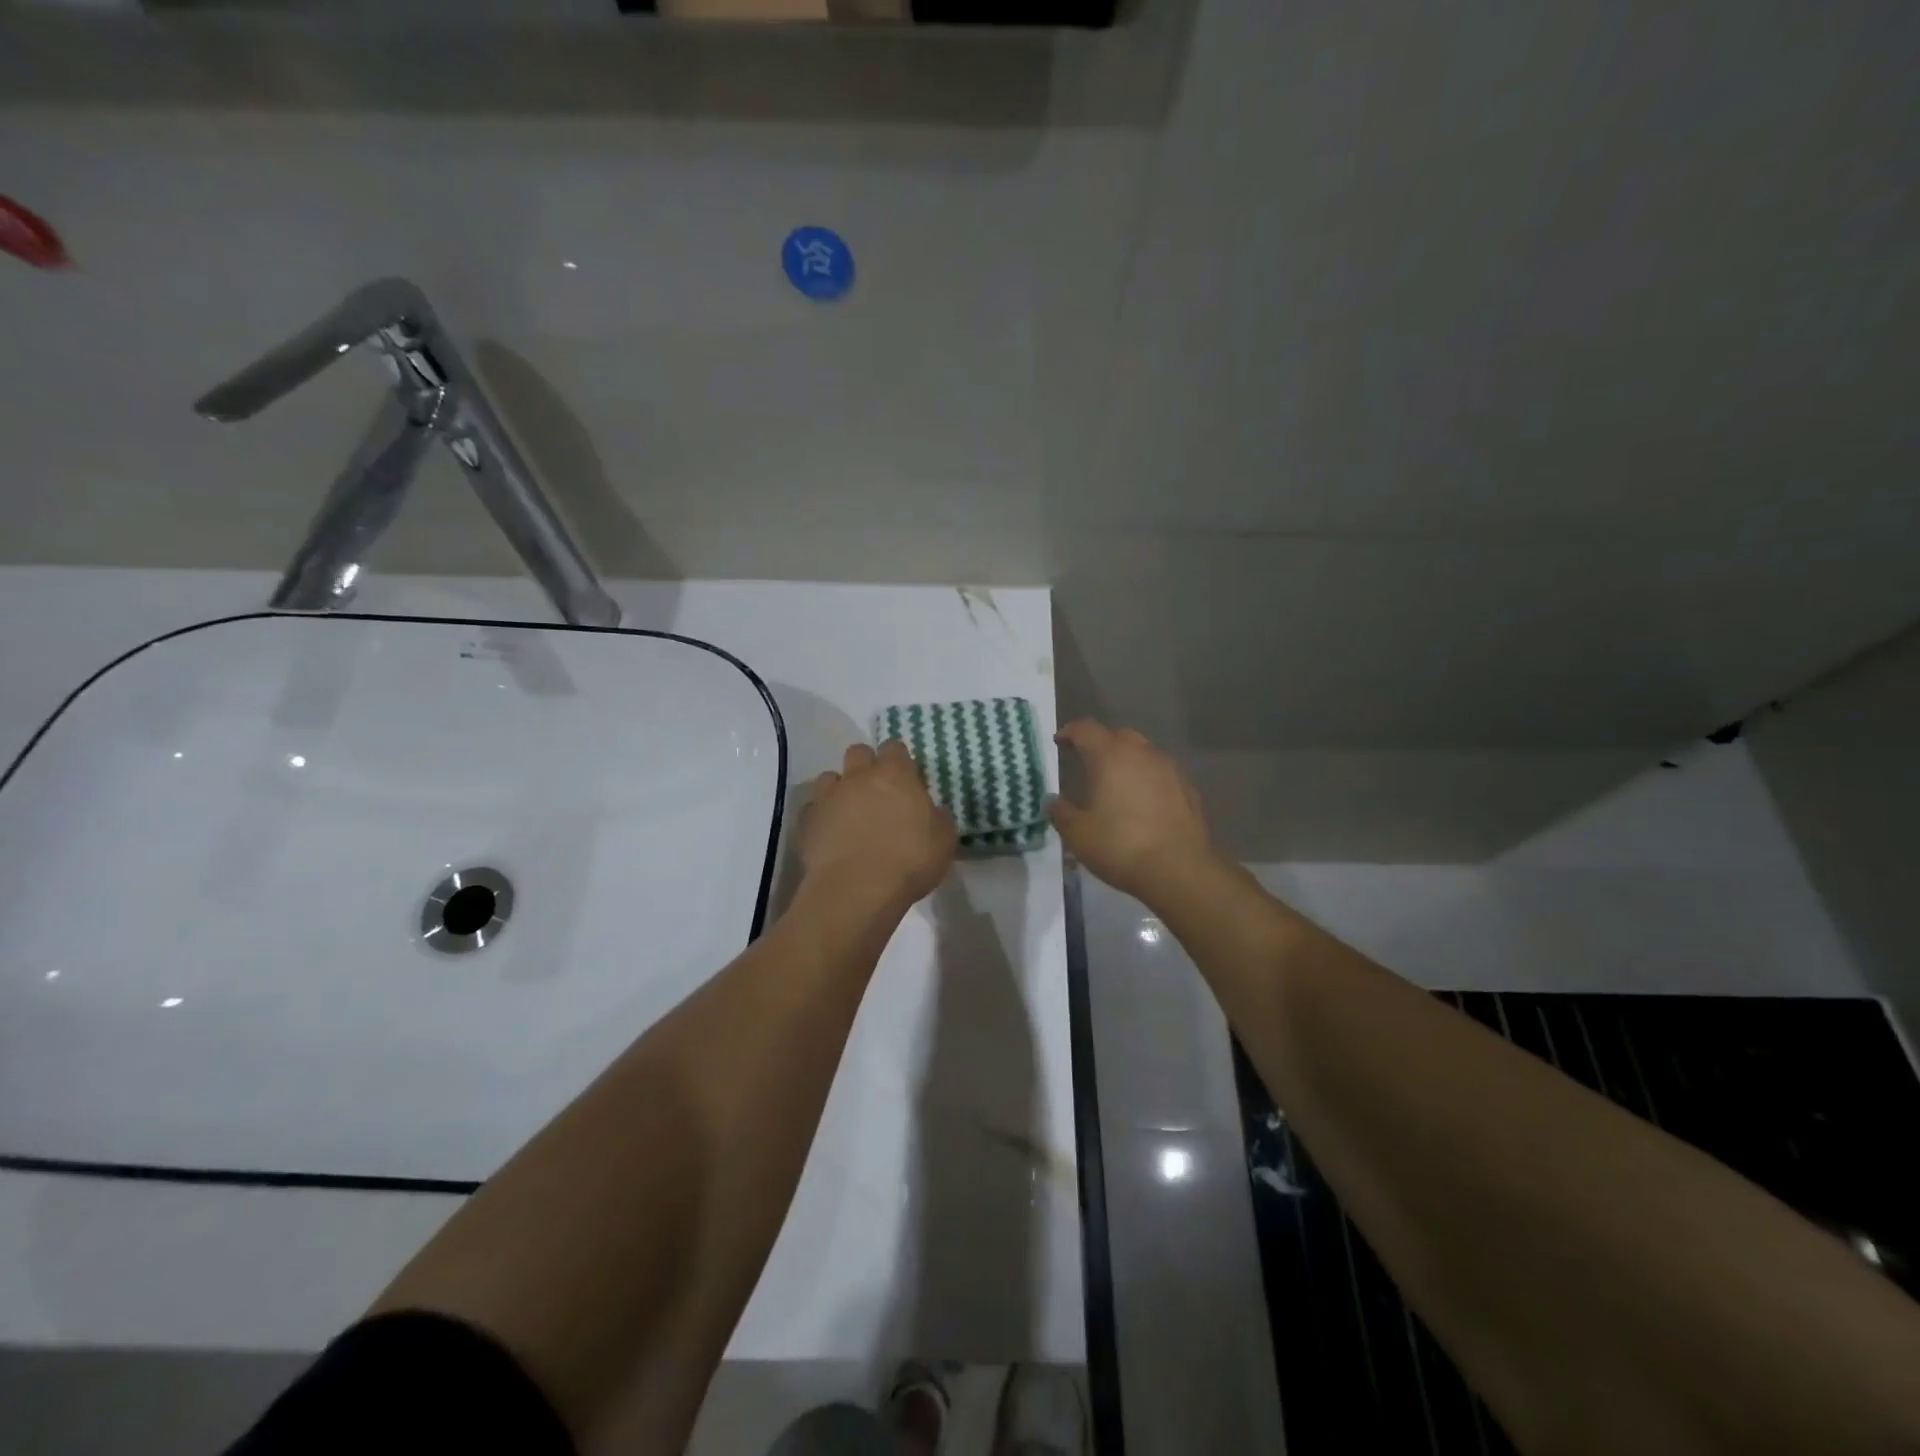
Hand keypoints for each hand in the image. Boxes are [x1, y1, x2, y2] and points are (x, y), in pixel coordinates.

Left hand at [800, 739, 956, 907]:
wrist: (856, 890)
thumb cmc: (908, 861)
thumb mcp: (943, 841)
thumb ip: (938, 818)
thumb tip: (933, 810)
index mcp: (894, 774)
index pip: (894, 748)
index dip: (900, 761)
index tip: (906, 780)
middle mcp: (858, 776)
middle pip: (858, 752)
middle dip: (866, 766)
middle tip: (877, 792)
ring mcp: (828, 797)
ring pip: (830, 778)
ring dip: (840, 789)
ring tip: (849, 813)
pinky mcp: (806, 821)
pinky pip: (812, 809)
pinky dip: (821, 817)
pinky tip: (830, 836)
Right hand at [1048, 720, 1214, 899]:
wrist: (1180, 870)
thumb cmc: (1121, 846)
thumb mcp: (1077, 834)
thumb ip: (1060, 812)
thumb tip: (1052, 800)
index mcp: (1110, 757)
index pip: (1086, 729)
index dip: (1070, 732)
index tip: (1059, 741)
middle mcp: (1142, 753)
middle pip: (1118, 736)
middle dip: (1100, 743)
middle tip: (1087, 761)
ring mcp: (1170, 769)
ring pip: (1143, 752)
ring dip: (1127, 760)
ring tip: (1116, 782)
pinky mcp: (1188, 788)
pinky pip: (1161, 773)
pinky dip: (1148, 778)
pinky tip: (1144, 801)